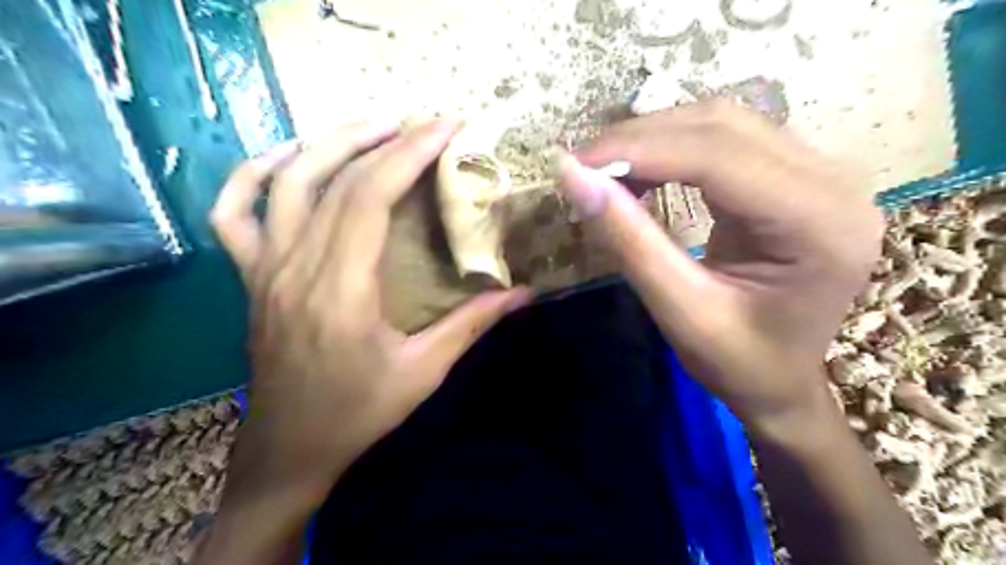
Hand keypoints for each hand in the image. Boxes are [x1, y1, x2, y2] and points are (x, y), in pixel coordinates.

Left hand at [207, 119, 529, 498]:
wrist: (290, 448)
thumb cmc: (358, 413)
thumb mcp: (424, 372)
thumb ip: (472, 325)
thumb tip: (522, 293)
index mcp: (340, 290)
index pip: (370, 197)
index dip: (409, 154)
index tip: (445, 128)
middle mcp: (295, 267)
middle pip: (336, 180)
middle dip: (386, 140)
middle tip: (425, 125)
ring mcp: (264, 269)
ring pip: (285, 182)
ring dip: (329, 143)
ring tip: (373, 127)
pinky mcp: (250, 277)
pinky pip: (232, 213)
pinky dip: (252, 174)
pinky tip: (288, 158)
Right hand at [562, 101, 881, 435]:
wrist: (788, 384)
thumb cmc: (741, 365)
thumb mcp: (681, 312)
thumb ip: (630, 242)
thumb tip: (573, 177)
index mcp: (818, 224)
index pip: (718, 157)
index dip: (639, 150)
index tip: (576, 163)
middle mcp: (833, 181)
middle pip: (723, 126)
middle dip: (642, 139)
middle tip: (583, 166)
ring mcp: (821, 173)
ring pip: (724, 124)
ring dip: (655, 138)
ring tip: (605, 169)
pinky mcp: (799, 176)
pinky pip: (729, 140)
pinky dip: (675, 148)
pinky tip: (642, 170)